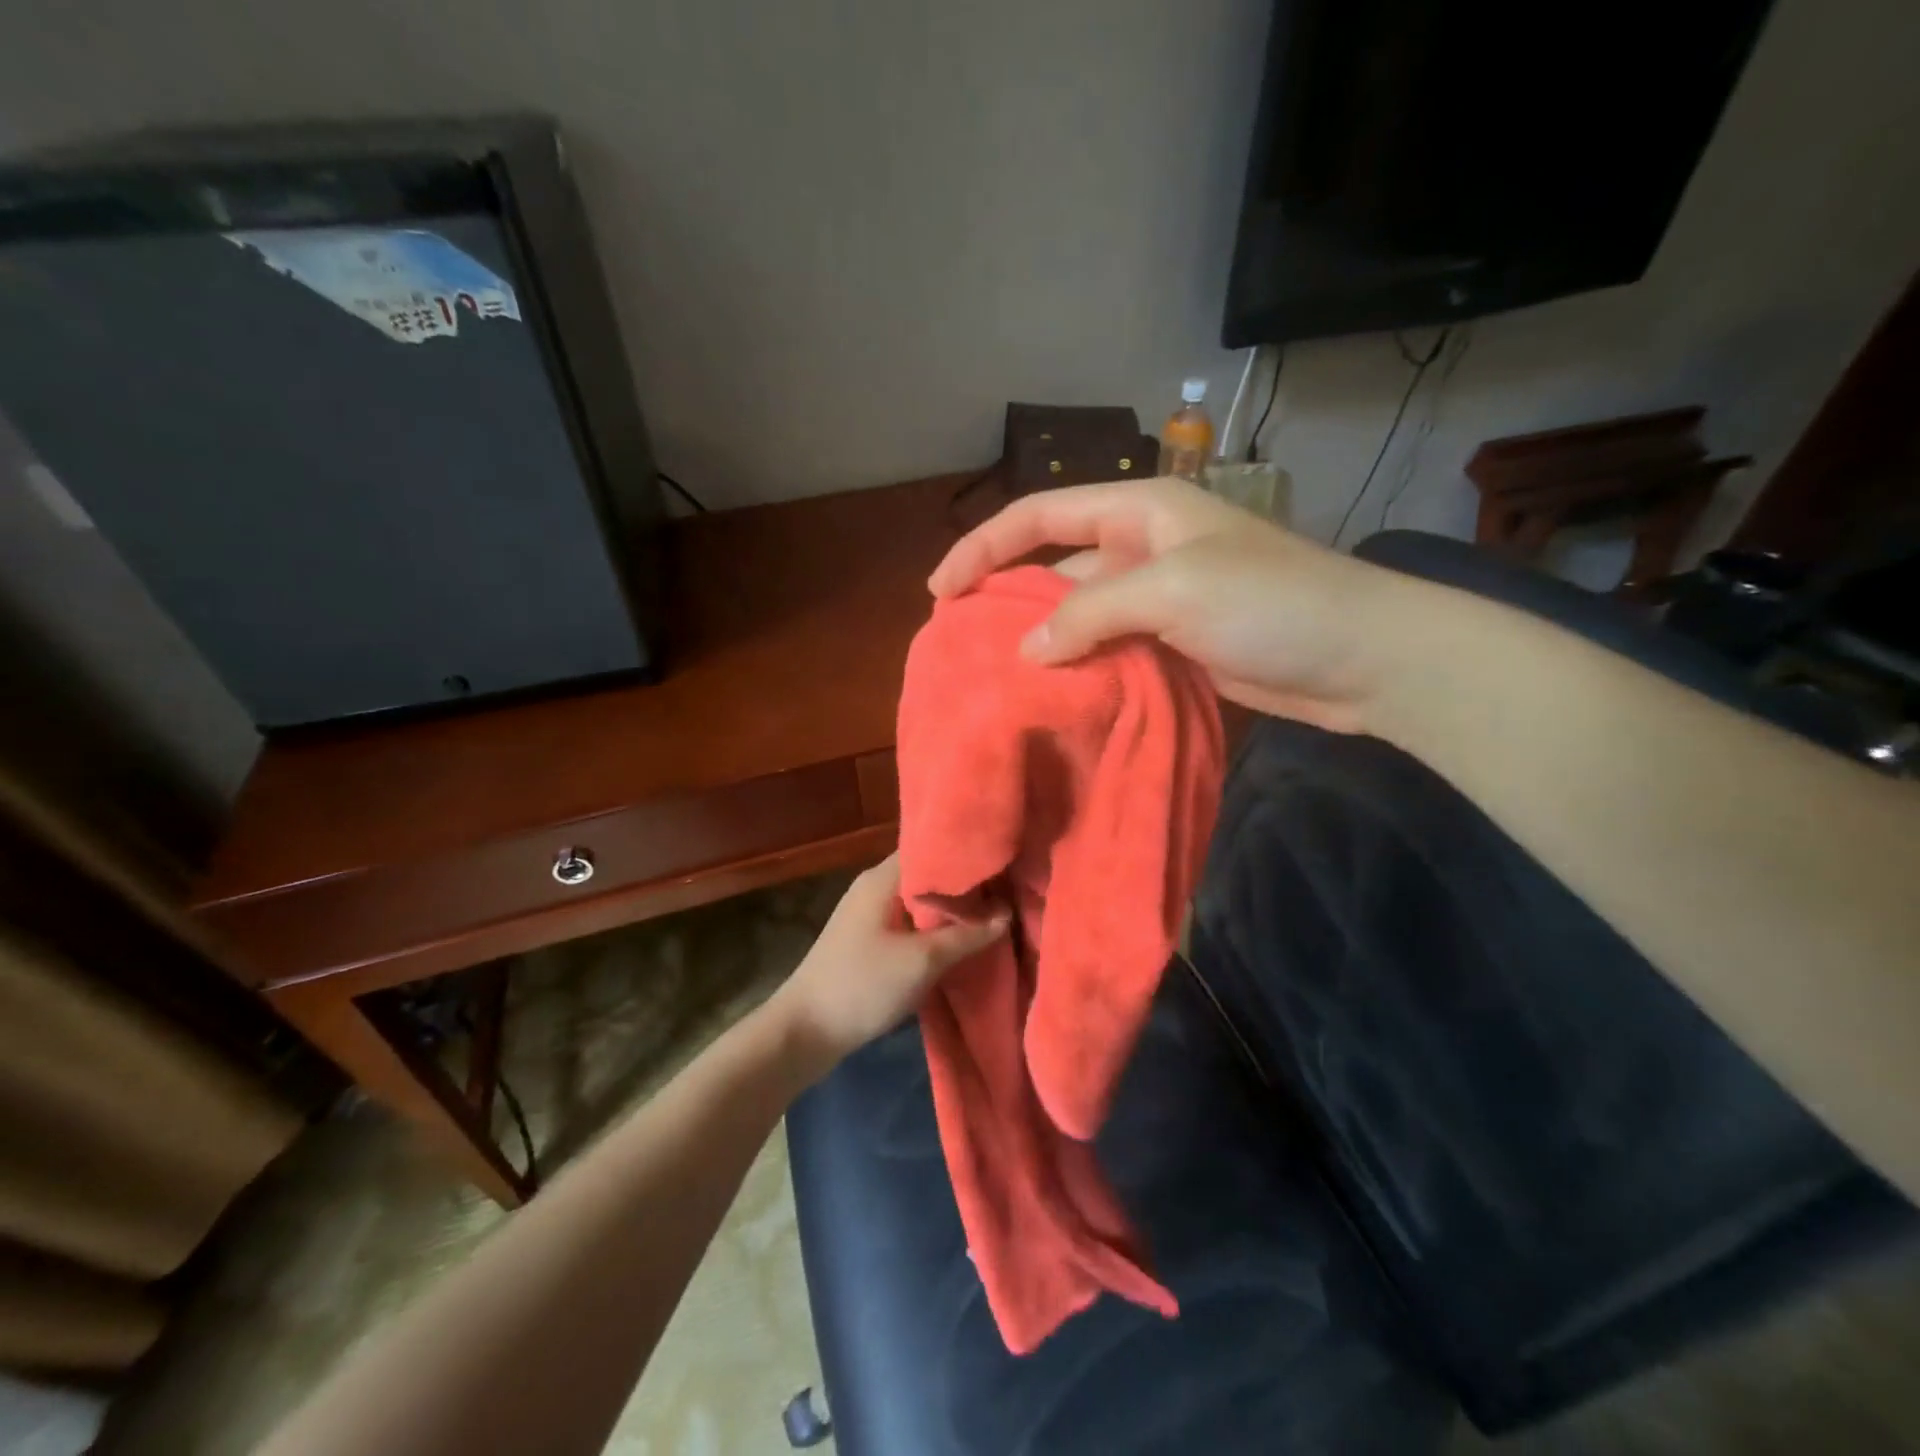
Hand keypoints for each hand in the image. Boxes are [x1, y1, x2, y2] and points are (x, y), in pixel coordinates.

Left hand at [769, 855, 1008, 1077]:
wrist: (805, 1032)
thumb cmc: (863, 985)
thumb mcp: (922, 961)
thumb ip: (967, 935)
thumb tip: (1006, 913)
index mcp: (882, 877)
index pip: (930, 846)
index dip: (965, 852)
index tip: (1002, 859)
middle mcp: (875, 887)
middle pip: (927, 874)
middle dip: (964, 884)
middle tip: (1008, 889)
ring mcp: (869, 914)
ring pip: (920, 901)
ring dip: (950, 910)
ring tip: (993, 913)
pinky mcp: (868, 940)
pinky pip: (910, 922)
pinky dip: (935, 928)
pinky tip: (960, 940)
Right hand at [928, 476, 1425, 733]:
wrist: (1363, 657)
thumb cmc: (1272, 602)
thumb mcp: (1174, 590)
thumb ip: (1091, 614)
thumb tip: (1027, 649)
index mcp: (1140, 511)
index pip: (1040, 516)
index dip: (984, 545)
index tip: (940, 590)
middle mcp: (1142, 548)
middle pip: (1054, 565)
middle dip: (1007, 597)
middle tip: (960, 641)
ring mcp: (1158, 599)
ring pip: (1080, 615)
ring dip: (1043, 641)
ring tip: (996, 676)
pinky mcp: (1172, 643)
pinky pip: (1109, 650)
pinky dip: (1080, 669)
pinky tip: (1052, 695)